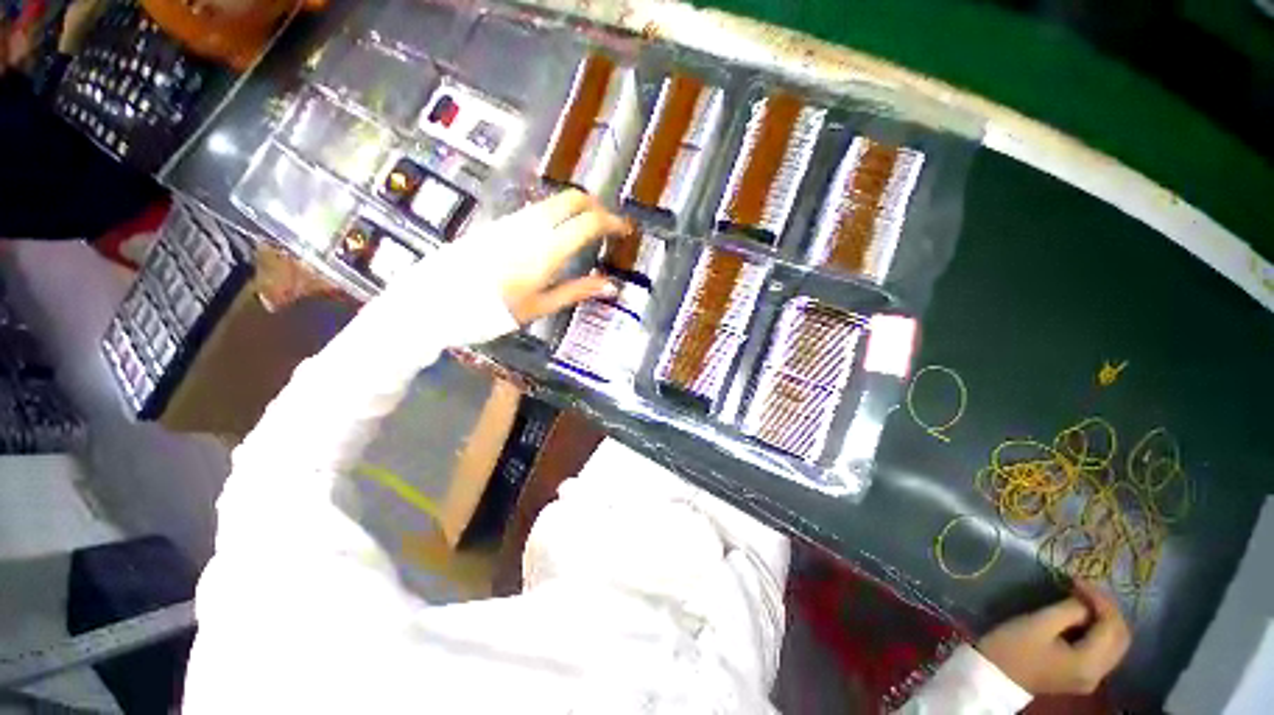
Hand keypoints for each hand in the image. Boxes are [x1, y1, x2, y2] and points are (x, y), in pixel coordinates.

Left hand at [454, 190, 626, 323]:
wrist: (439, 299)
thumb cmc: (495, 309)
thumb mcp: (541, 305)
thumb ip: (578, 291)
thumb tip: (612, 286)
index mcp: (548, 249)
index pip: (589, 222)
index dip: (613, 222)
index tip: (625, 230)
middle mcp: (534, 225)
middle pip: (573, 198)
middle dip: (596, 206)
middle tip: (607, 225)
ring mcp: (515, 220)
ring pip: (555, 201)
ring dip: (576, 208)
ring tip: (586, 231)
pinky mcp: (501, 222)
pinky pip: (538, 209)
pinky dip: (558, 214)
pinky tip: (558, 234)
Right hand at [977, 581, 1130, 695]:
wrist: (994, 675)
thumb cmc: (1013, 647)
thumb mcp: (1038, 624)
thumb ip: (1068, 611)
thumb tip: (1084, 600)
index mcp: (1089, 662)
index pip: (1111, 626)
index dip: (1101, 599)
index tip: (1078, 579)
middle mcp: (1098, 674)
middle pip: (1121, 638)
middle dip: (1108, 610)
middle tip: (1086, 588)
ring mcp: (1091, 678)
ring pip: (1115, 645)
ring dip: (1105, 620)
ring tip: (1085, 599)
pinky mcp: (1082, 676)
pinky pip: (1103, 651)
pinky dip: (1099, 632)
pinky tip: (1083, 619)